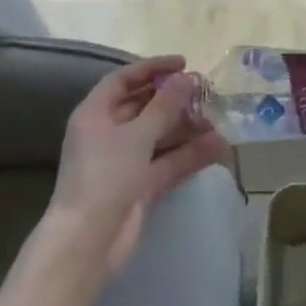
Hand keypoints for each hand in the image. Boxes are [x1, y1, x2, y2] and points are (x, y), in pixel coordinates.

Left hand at [41, 57, 230, 281]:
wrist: (88, 241)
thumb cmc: (105, 177)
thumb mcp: (136, 136)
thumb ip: (164, 106)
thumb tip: (186, 78)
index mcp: (95, 114)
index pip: (123, 80)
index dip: (152, 68)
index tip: (184, 64)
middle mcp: (108, 133)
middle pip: (143, 107)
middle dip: (175, 101)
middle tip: (206, 94)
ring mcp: (124, 161)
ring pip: (159, 136)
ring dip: (186, 129)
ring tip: (217, 122)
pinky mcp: (139, 186)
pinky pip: (167, 162)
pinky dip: (188, 155)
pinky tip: (216, 148)